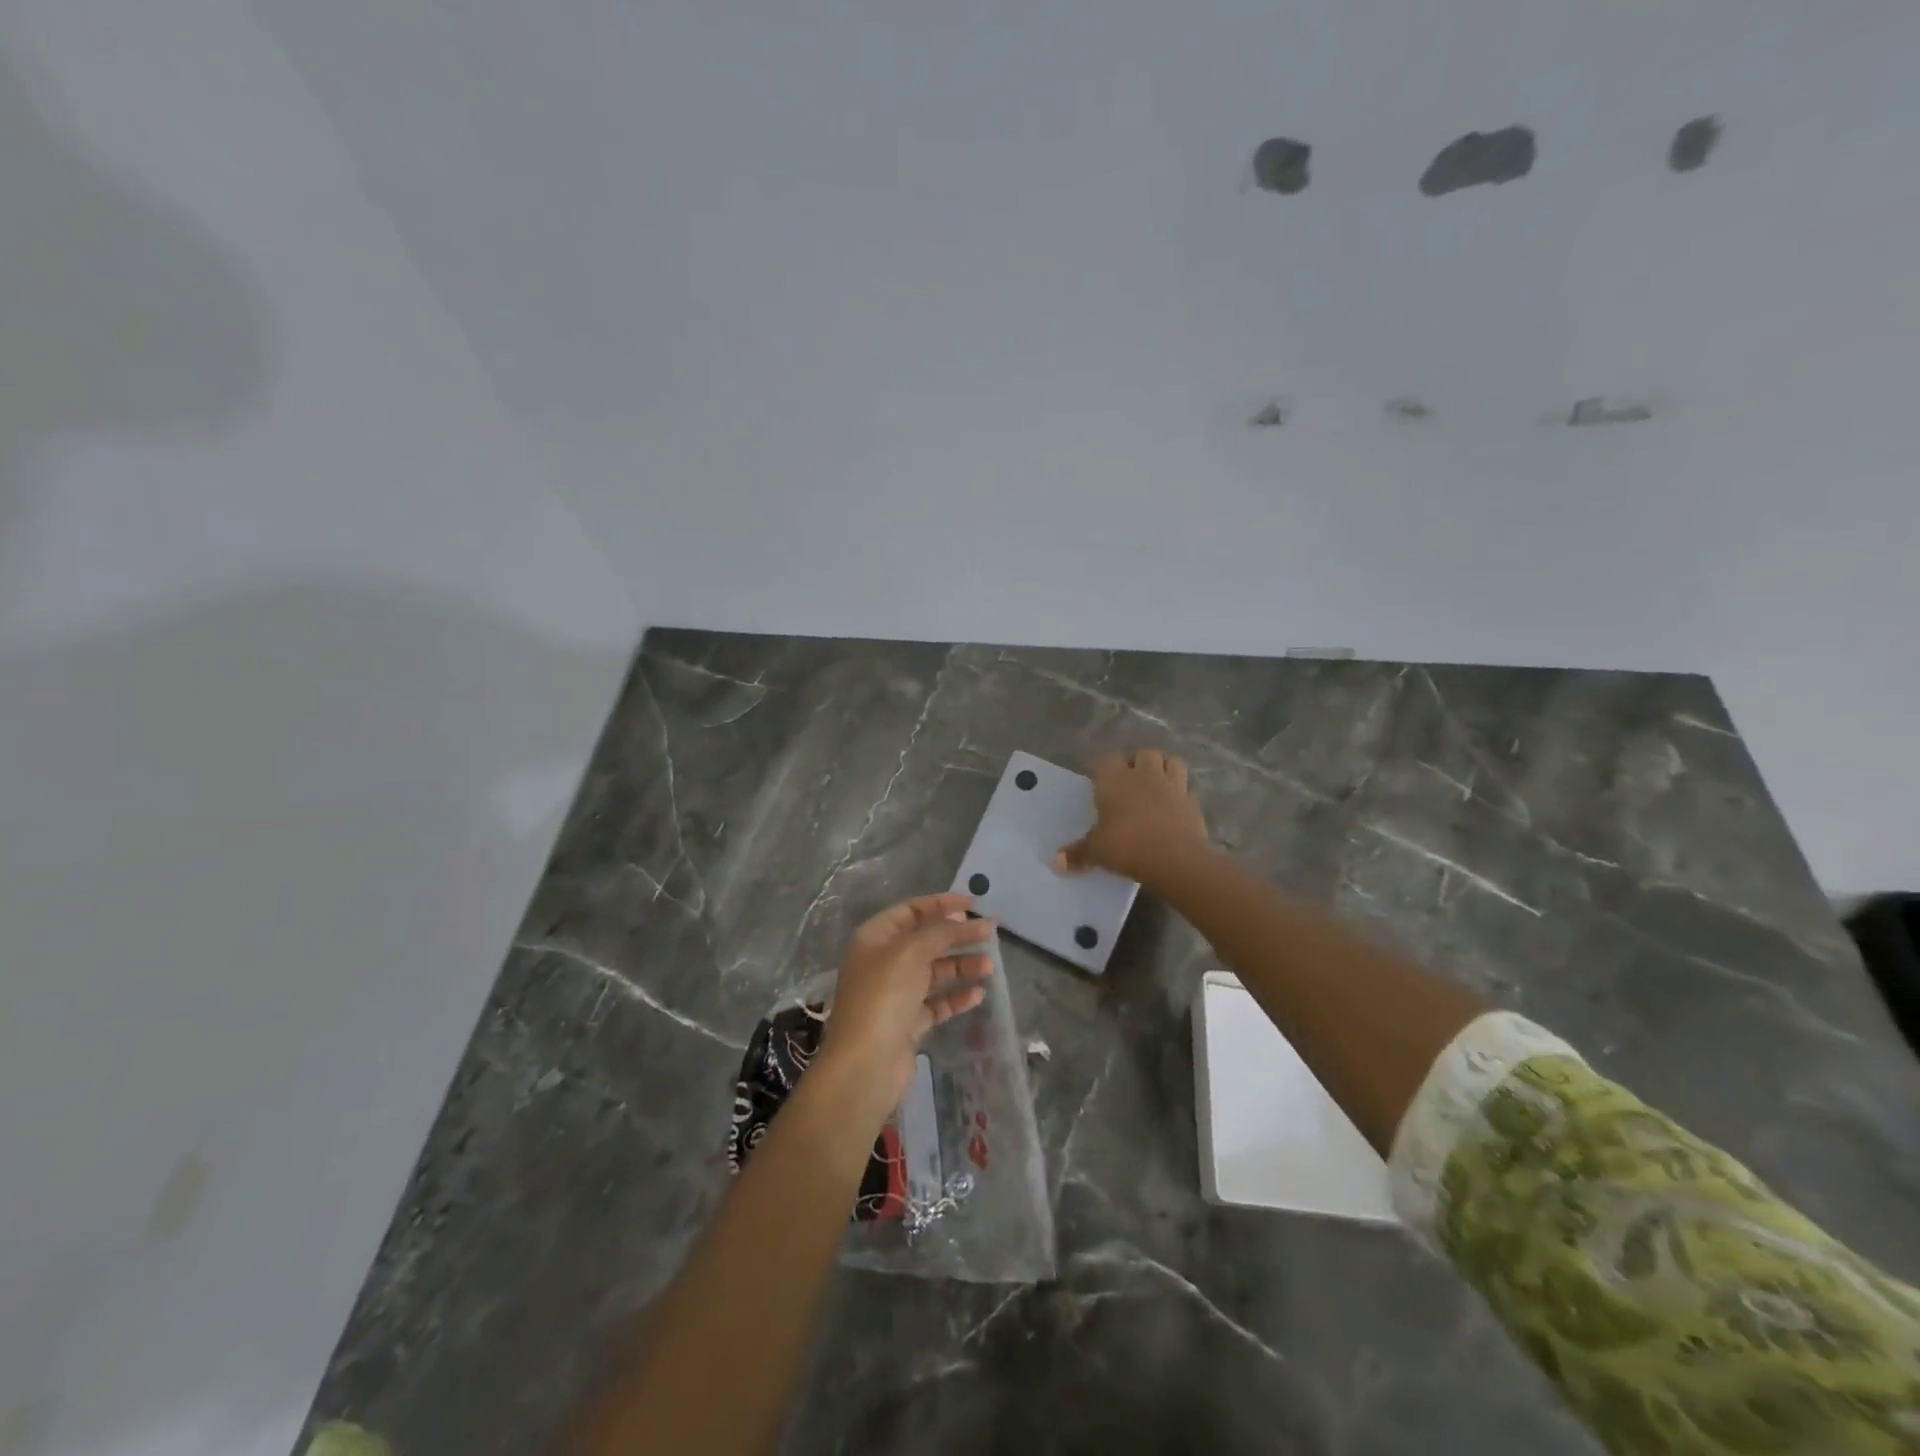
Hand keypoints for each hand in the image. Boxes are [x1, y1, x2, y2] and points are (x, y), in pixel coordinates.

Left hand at [816, 893, 994, 1116]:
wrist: (866, 1064)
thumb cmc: (884, 996)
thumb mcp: (911, 952)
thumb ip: (939, 932)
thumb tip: (959, 920)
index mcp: (875, 938)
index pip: (910, 910)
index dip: (940, 904)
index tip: (972, 904)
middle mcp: (883, 962)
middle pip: (925, 940)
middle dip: (956, 935)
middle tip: (989, 932)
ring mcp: (895, 994)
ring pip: (933, 972)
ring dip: (961, 965)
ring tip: (989, 966)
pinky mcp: (907, 1023)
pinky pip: (936, 1002)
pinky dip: (956, 996)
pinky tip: (978, 994)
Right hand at [1054, 749, 1209, 885]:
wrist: (1176, 859)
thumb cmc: (1127, 846)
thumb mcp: (1097, 851)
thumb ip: (1077, 854)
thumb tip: (1056, 863)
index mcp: (1114, 780)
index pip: (1105, 759)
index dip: (1101, 766)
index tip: (1097, 778)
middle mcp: (1143, 775)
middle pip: (1142, 753)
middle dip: (1136, 762)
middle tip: (1128, 780)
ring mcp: (1172, 785)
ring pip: (1171, 760)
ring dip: (1163, 767)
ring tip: (1155, 782)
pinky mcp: (1193, 801)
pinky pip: (1187, 787)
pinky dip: (1181, 791)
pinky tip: (1174, 803)